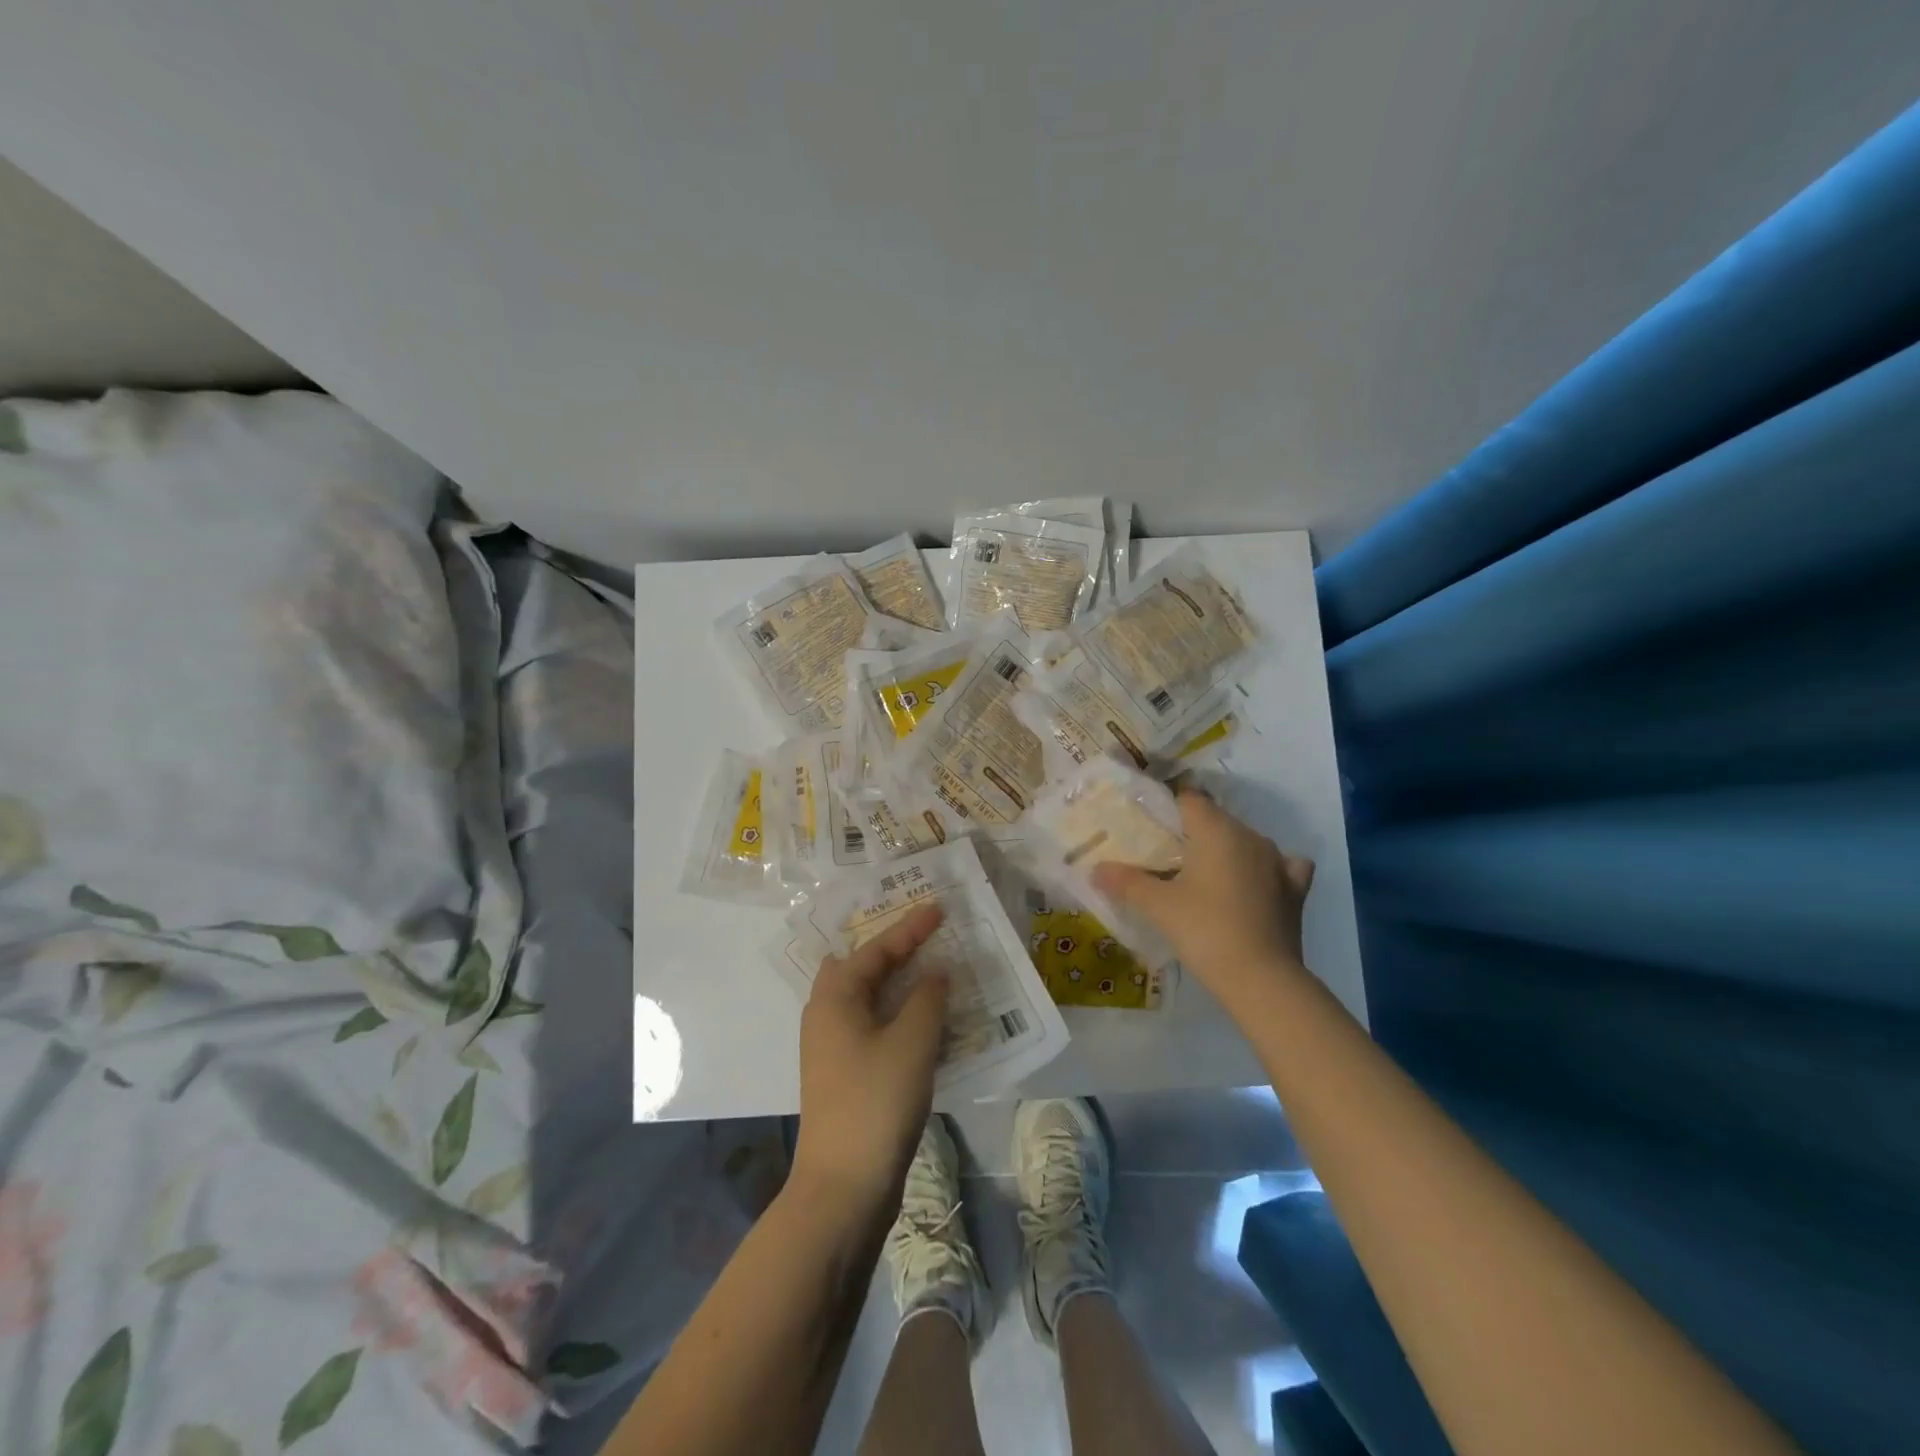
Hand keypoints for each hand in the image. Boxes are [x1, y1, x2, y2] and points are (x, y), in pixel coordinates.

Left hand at [791, 902, 949, 1214]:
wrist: (843, 1187)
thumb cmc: (876, 1102)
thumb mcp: (912, 1042)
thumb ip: (927, 998)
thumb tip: (934, 973)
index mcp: (835, 997)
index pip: (875, 948)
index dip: (909, 928)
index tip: (939, 908)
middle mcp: (826, 1015)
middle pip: (861, 967)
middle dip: (893, 949)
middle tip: (926, 936)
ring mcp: (832, 1048)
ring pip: (867, 999)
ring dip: (897, 984)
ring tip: (931, 971)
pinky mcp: (844, 1075)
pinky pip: (873, 1026)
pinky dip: (898, 1014)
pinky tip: (925, 1022)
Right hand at [1092, 790, 1314, 999]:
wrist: (1262, 979)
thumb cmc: (1205, 931)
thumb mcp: (1158, 906)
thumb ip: (1127, 882)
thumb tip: (1096, 869)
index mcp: (1217, 830)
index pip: (1188, 799)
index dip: (1167, 810)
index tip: (1148, 831)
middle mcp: (1250, 836)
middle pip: (1216, 820)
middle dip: (1191, 833)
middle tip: (1164, 859)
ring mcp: (1278, 862)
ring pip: (1245, 842)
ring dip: (1225, 852)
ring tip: (1201, 876)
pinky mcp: (1295, 889)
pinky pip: (1280, 866)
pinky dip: (1264, 870)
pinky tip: (1254, 884)